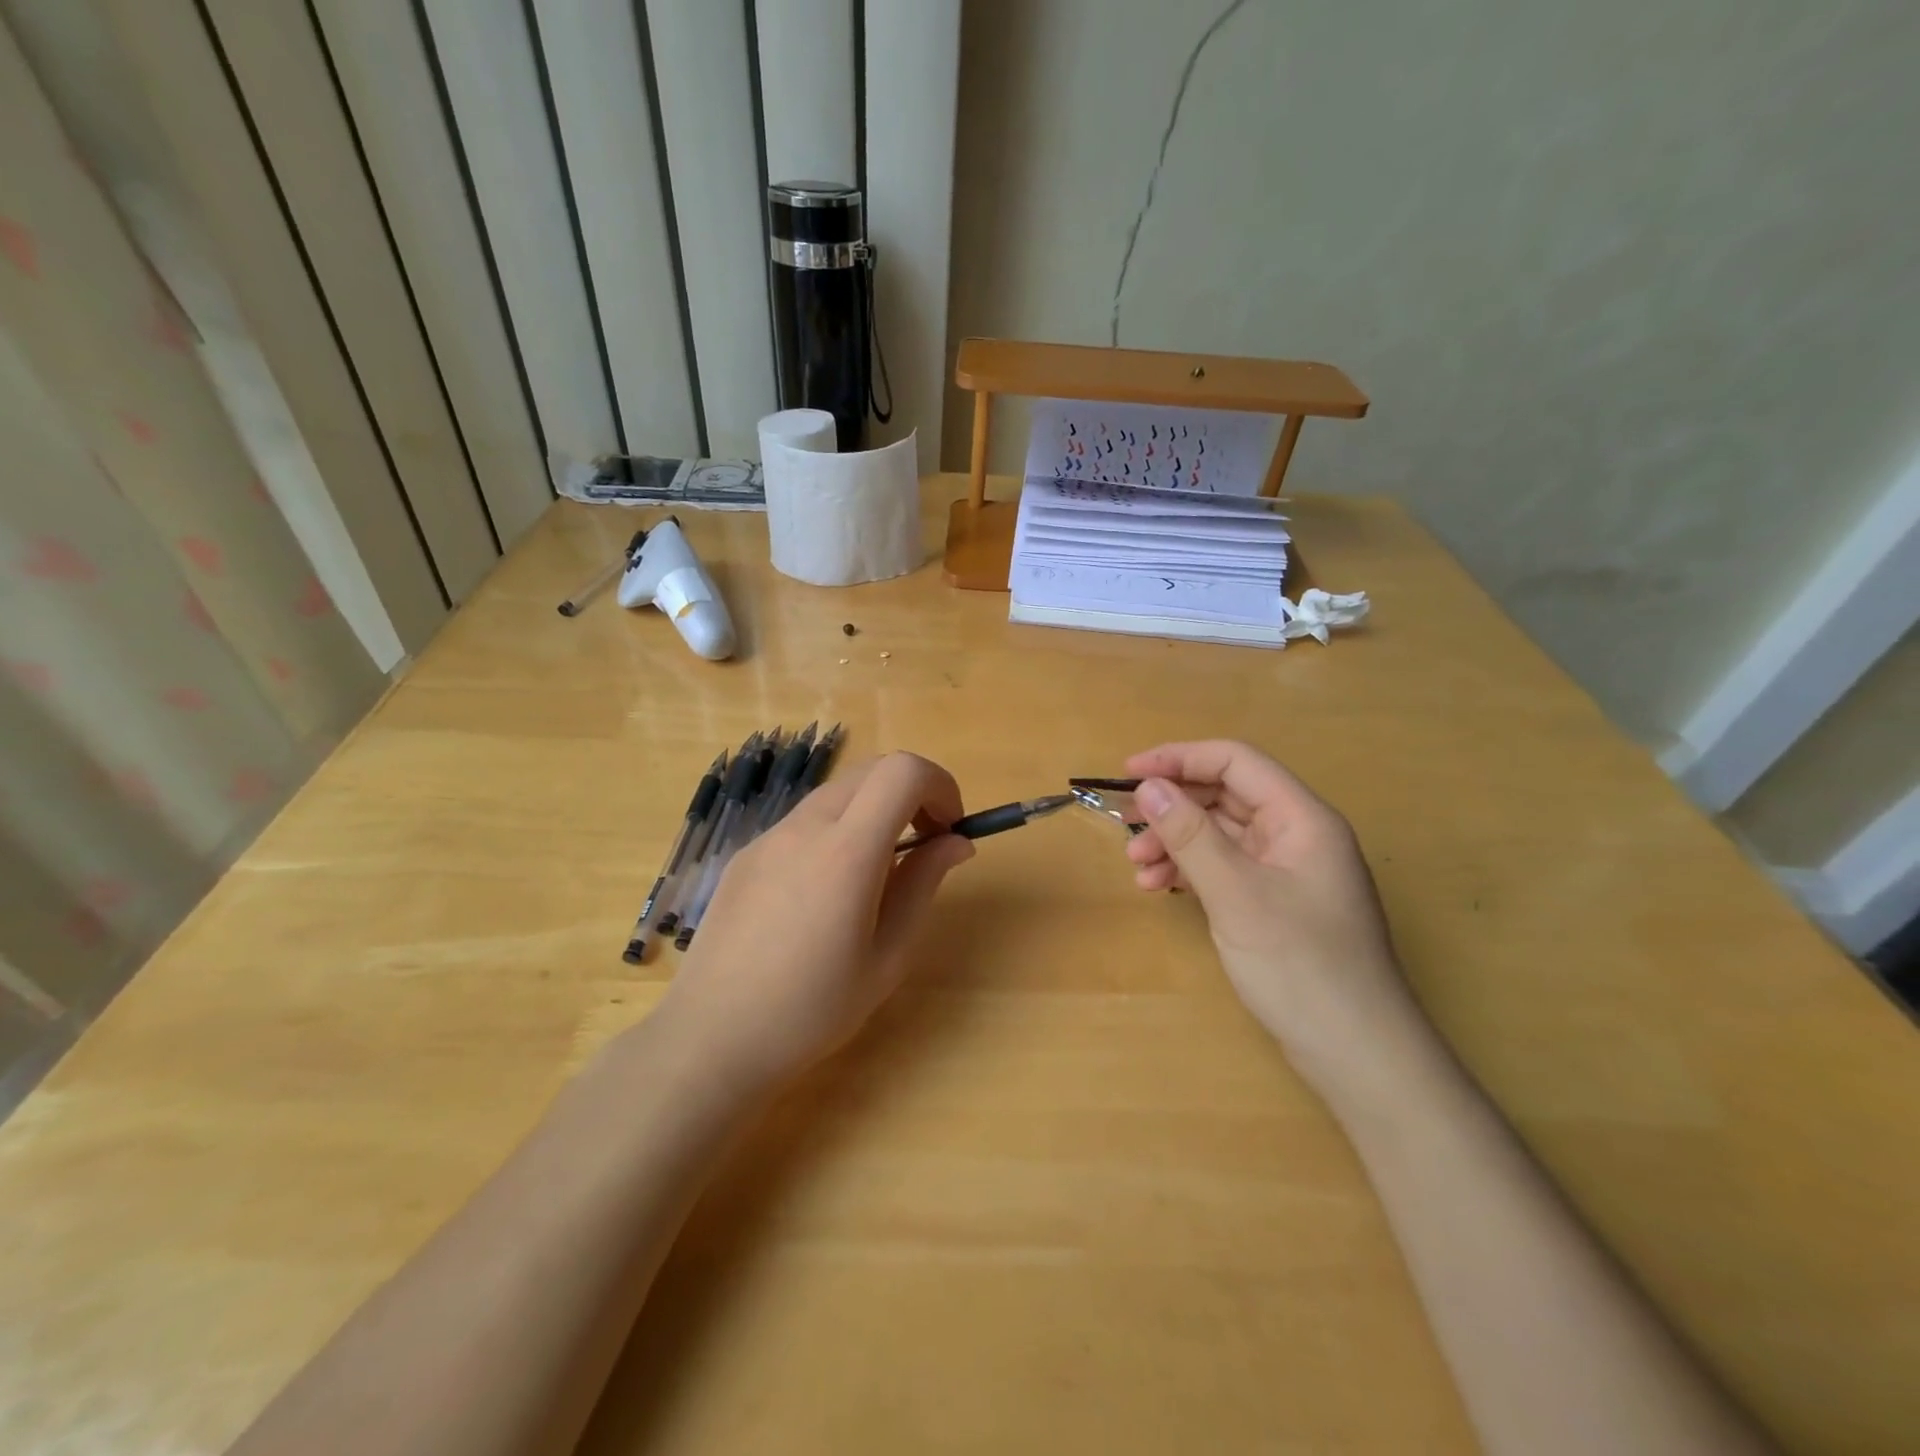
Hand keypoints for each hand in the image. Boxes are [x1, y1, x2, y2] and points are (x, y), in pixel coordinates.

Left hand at [660, 753, 973, 1087]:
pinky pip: (804, 820)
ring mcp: (769, 837)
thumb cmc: (813, 1009)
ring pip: (837, 792)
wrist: (712, 1038)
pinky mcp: (746, 854)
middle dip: (911, 792)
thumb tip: (956, 841)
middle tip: (925, 843)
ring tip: (878, 871)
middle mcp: (805, 827)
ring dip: (873, 809)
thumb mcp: (888, 955)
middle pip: (871, 770)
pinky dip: (836, 829)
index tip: (949, 828)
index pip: (903, 771)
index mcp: (847, 851)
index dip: (940, 785)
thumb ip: (924, 884)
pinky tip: (826, 890)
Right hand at [1123, 740, 1425, 1101]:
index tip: (1129, 771)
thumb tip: (1147, 786)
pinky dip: (1191, 871)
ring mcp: (1287, 870)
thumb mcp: (1236, 894)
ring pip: (1221, 835)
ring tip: (1138, 869)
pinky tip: (1161, 888)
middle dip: (1173, 809)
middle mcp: (1296, 834)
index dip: (1180, 759)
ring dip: (1176, 843)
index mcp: (1301, 818)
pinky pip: (1225, 868)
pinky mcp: (1275, 902)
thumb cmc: (1300, 965)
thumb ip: (1190, 835)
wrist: (1356, 1054)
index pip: (1235, 762)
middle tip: (1127, 829)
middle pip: (1225, 797)